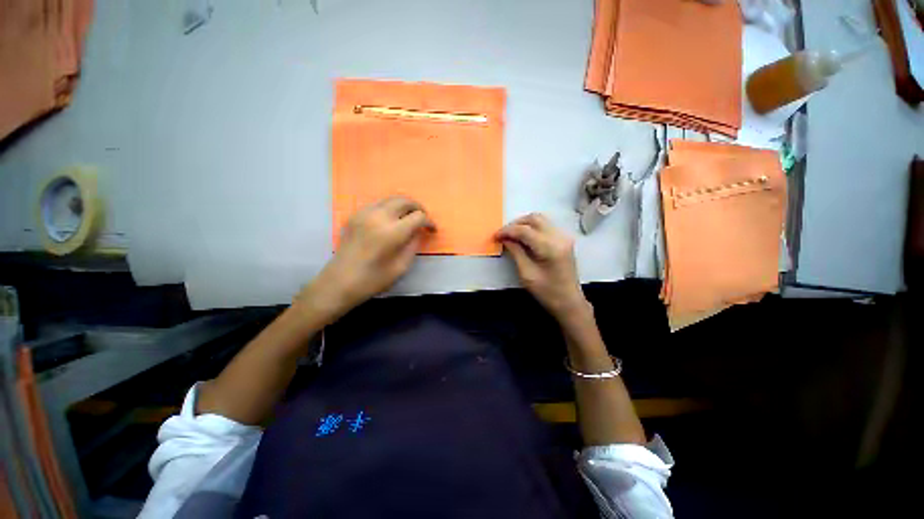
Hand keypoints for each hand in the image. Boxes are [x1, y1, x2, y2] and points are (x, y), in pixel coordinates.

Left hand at [298, 196, 434, 323]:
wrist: (339, 282)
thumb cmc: (373, 280)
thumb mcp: (401, 267)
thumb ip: (413, 245)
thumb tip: (419, 232)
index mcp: (392, 232)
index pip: (418, 216)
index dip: (429, 222)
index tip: (432, 230)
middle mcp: (378, 216)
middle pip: (404, 200)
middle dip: (418, 208)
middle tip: (423, 219)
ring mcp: (364, 213)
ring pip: (390, 199)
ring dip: (403, 206)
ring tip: (408, 219)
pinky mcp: (354, 216)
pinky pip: (377, 204)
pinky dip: (389, 209)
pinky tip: (391, 222)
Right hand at [495, 214, 589, 319]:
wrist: (569, 302)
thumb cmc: (547, 292)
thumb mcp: (526, 274)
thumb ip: (516, 252)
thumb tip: (505, 239)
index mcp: (550, 247)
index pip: (524, 230)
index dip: (507, 231)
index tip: (495, 236)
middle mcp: (559, 237)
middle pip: (534, 219)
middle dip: (516, 224)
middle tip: (503, 234)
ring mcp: (563, 237)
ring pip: (540, 219)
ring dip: (524, 224)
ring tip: (512, 235)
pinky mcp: (564, 240)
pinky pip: (546, 225)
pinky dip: (532, 227)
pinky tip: (524, 238)